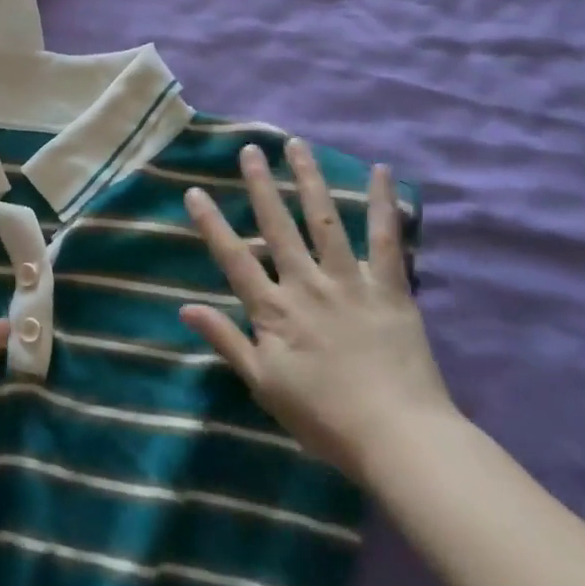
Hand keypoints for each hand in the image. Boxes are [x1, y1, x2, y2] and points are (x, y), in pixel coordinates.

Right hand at [181, 139, 454, 481]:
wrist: (400, 439)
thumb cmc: (324, 417)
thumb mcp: (264, 384)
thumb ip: (226, 340)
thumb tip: (185, 307)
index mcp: (274, 310)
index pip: (234, 258)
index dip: (211, 224)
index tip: (194, 192)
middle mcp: (307, 284)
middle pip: (278, 226)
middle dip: (260, 186)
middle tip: (250, 150)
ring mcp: (350, 282)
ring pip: (325, 221)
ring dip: (309, 180)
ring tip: (297, 146)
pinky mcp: (390, 288)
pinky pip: (386, 240)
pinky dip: (383, 205)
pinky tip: (382, 172)